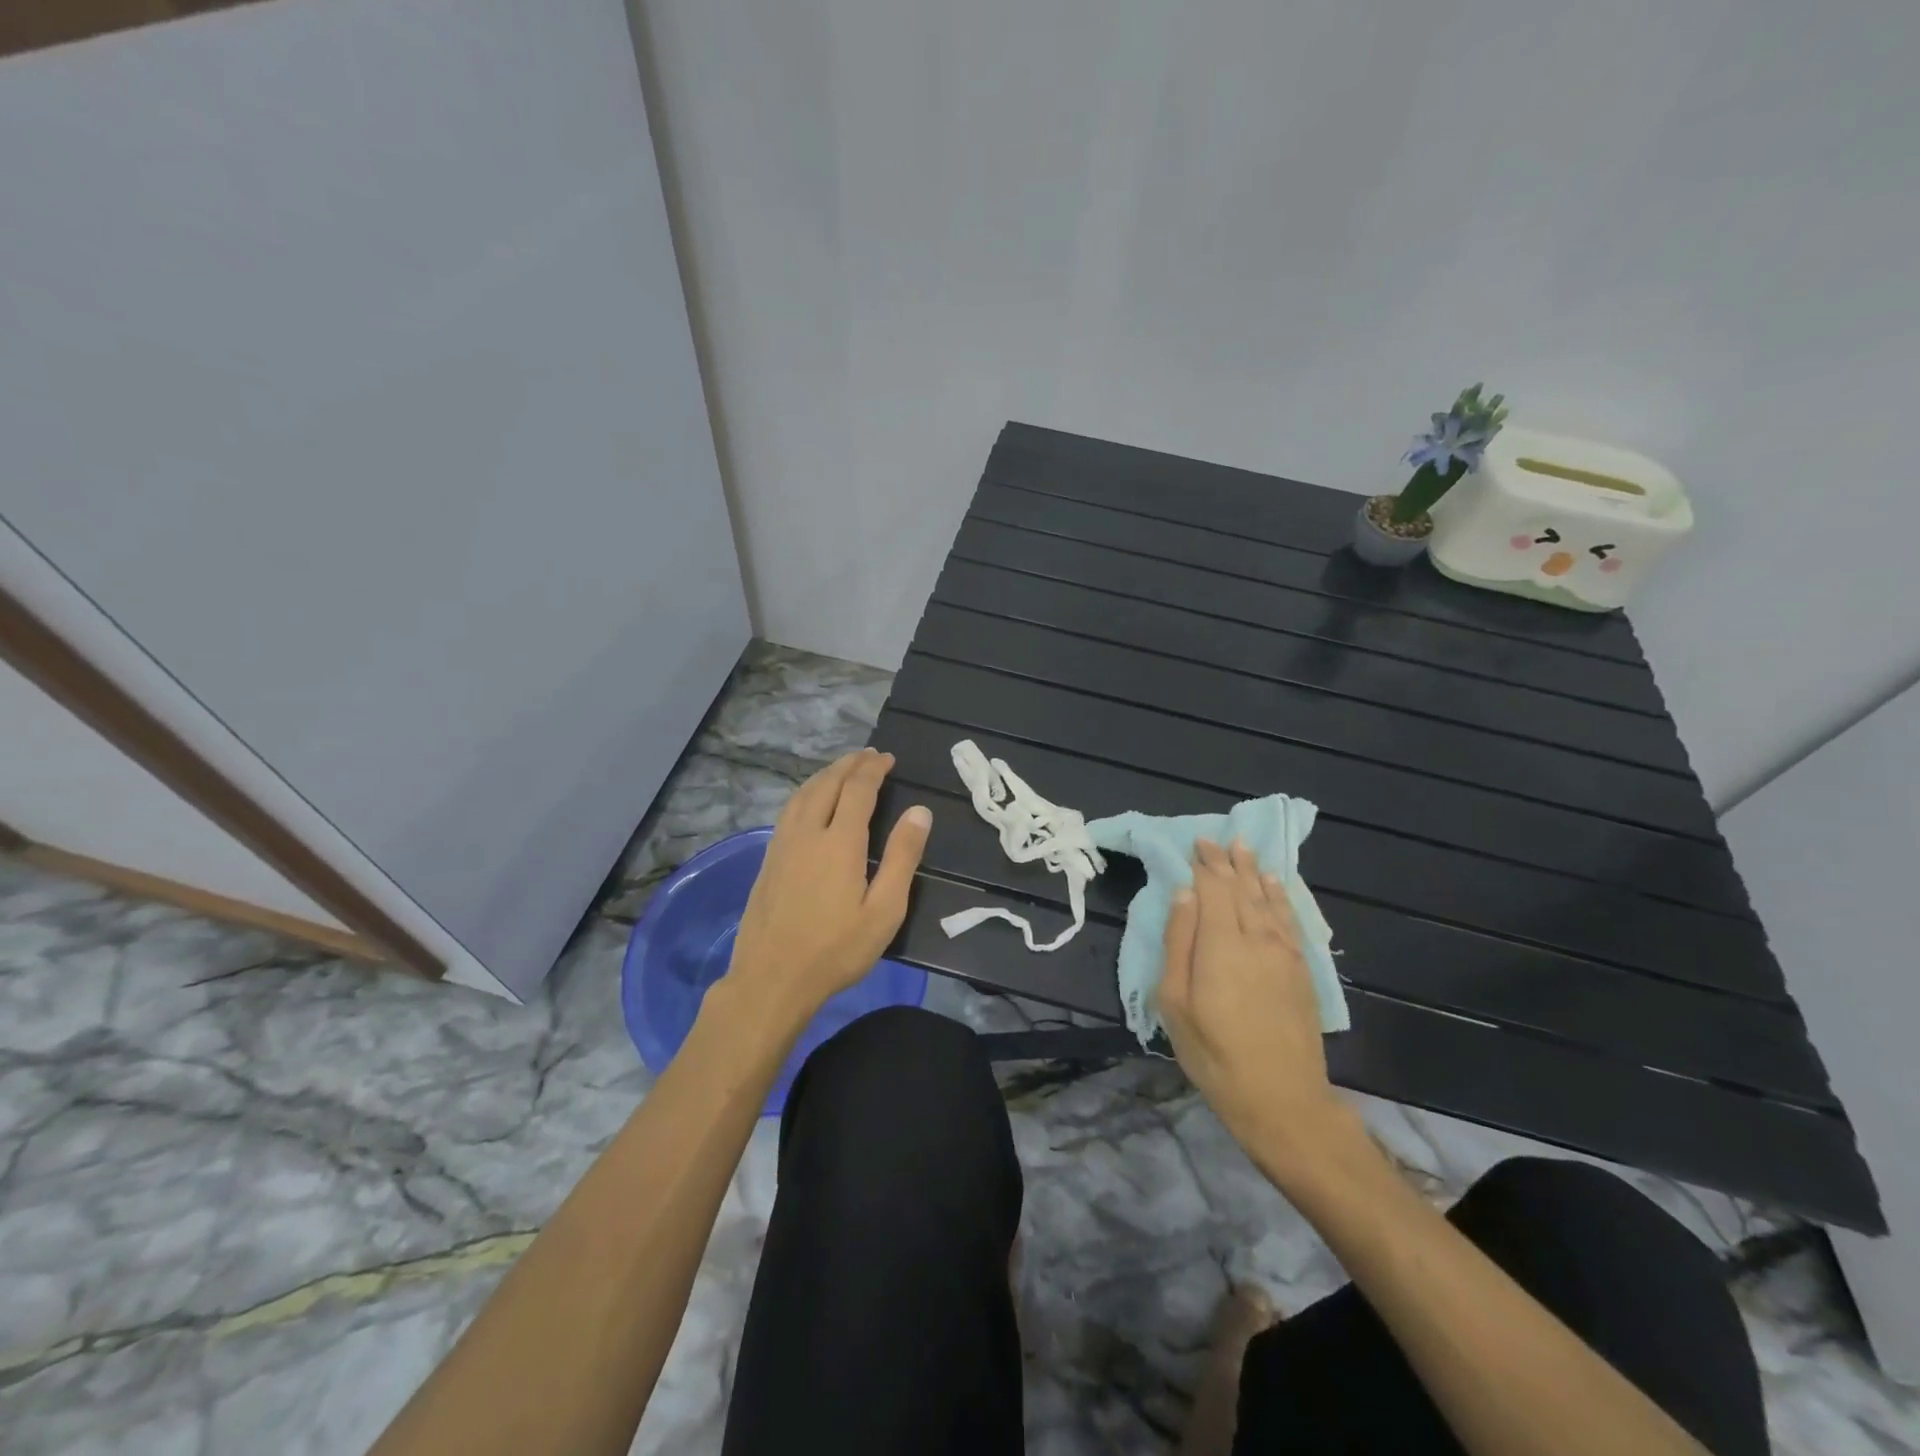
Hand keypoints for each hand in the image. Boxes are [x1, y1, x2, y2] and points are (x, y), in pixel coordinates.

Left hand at [724, 748, 931, 1024]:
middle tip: (868, 755)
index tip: (888, 758)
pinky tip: (810, 801)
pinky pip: (789, 810)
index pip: (858, 789)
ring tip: (842, 769)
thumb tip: (920, 812)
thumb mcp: (884, 911)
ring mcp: (782, 845)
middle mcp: (808, 833)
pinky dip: (806, 792)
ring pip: (802, 794)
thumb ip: (902, 858)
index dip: (873, 769)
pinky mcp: (768, 859)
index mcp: (840, 842)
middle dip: (849, 764)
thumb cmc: (836, 950)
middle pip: (827, 784)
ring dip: (825, 775)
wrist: (771, 979)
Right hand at [1157, 839, 1345, 1167]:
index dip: (1205, 864)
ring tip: (1245, 849)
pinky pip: (1290, 919)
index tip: (1197, 842)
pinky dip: (1280, 896)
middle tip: (1218, 839)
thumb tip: (1184, 894)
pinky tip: (1274, 885)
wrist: (1282, 1099)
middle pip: (1241, 889)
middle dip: (1227, 862)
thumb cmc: (1214, 1053)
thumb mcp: (1175, 1002)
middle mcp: (1257, 939)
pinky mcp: (1302, 970)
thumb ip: (1179, 942)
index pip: (1214, 889)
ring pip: (1267, 899)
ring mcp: (1285, 953)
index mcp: (1221, 944)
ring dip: (1254, 872)